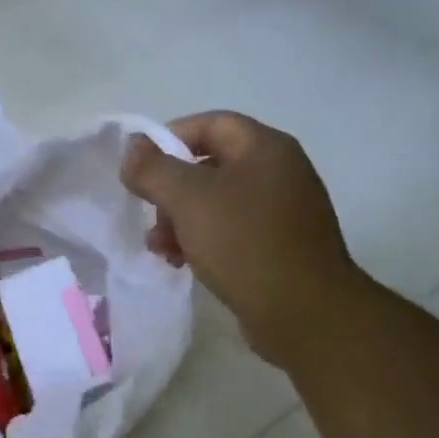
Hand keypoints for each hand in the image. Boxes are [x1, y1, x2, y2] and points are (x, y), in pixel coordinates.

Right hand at [121, 112, 361, 360]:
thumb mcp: (188, 199)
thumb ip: (153, 168)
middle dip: (171, 190)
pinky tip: (183, 263)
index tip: (141, 169)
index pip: (209, 123)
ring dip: (180, 220)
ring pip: (217, 202)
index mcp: (265, 148)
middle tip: (150, 216)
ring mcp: (283, 211)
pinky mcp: (280, 246)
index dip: (169, 139)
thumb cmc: (245, 243)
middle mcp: (279, 172)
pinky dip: (203, 240)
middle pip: (210, 165)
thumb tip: (132, 147)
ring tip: (161, 249)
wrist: (306, 314)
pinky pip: (232, 231)